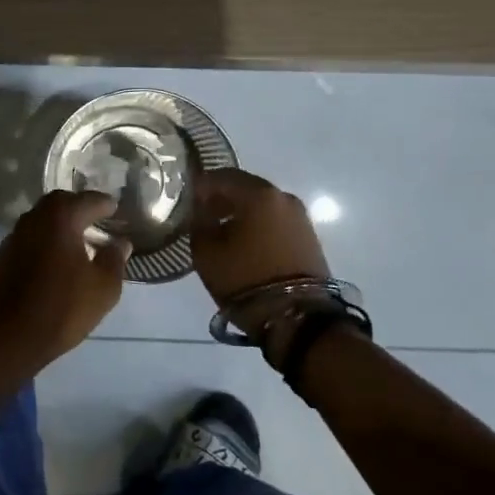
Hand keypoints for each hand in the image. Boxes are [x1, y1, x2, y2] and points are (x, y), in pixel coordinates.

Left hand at [0, 190, 131, 371]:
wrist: (6, 337)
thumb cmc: (61, 308)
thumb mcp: (102, 288)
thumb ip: (114, 260)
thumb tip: (120, 243)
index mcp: (61, 217)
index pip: (88, 200)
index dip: (105, 204)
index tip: (116, 209)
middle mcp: (34, 218)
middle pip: (60, 203)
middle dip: (79, 207)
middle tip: (95, 219)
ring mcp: (14, 237)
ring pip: (42, 220)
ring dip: (59, 225)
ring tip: (77, 241)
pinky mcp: (2, 257)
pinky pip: (30, 239)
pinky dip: (44, 242)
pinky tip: (54, 260)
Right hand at [191, 168, 330, 340]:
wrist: (299, 319)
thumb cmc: (246, 279)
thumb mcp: (206, 252)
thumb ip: (199, 223)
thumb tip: (202, 211)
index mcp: (258, 194)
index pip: (222, 176)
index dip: (201, 186)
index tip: (186, 200)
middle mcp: (283, 197)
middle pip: (245, 187)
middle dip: (222, 198)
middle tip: (202, 215)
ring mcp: (300, 217)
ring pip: (262, 205)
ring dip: (241, 212)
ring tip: (222, 233)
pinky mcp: (309, 238)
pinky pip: (275, 221)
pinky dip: (258, 225)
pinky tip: (245, 244)